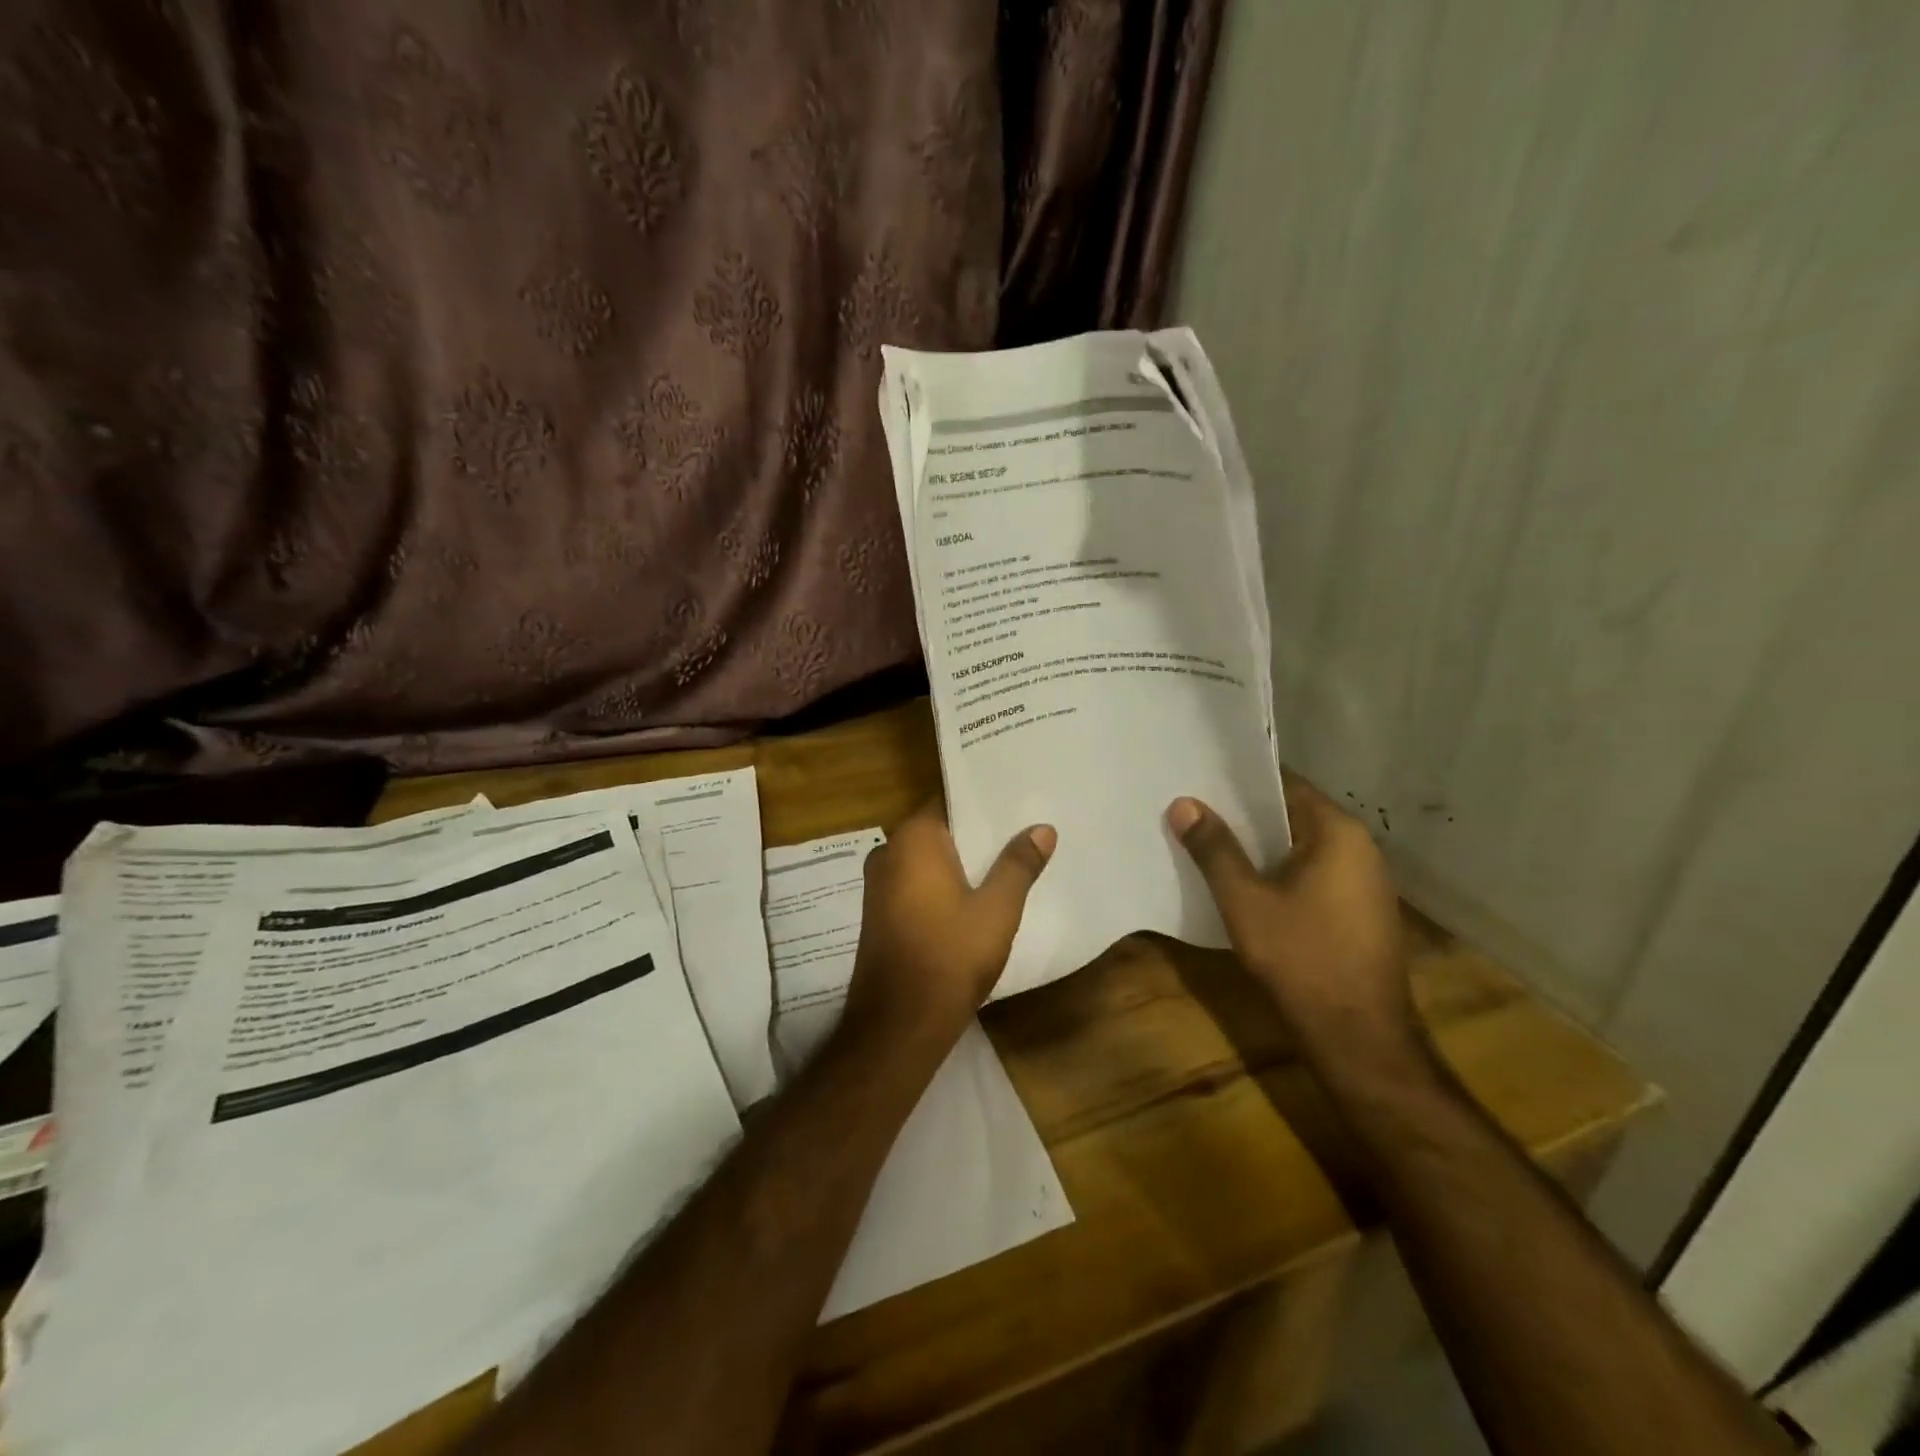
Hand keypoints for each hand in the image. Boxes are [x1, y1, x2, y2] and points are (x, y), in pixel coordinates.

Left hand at [842, 801, 1055, 1052]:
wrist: (898, 1024)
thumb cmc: (949, 956)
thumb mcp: (996, 909)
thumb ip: (1018, 864)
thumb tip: (1042, 828)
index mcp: (912, 840)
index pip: (949, 801)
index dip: (982, 802)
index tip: (1016, 800)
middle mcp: (888, 852)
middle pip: (939, 830)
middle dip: (976, 833)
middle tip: (1021, 829)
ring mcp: (879, 885)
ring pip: (928, 860)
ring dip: (961, 861)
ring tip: (1007, 859)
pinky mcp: (880, 913)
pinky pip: (917, 883)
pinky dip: (943, 884)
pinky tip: (974, 896)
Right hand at [1168, 777, 1426, 1079]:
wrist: (1359, 1036)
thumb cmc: (1301, 958)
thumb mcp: (1245, 901)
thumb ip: (1214, 849)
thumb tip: (1183, 803)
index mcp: (1338, 832)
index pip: (1285, 783)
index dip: (1240, 781)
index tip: (1200, 779)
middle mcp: (1360, 846)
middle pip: (1293, 813)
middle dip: (1244, 814)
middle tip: (1195, 810)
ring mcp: (1365, 880)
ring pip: (1303, 845)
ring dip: (1261, 845)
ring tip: (1211, 842)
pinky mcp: (1361, 910)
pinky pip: (1314, 872)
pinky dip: (1281, 870)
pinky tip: (1247, 884)